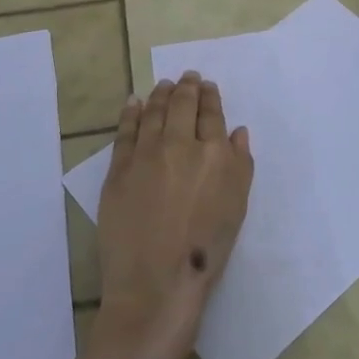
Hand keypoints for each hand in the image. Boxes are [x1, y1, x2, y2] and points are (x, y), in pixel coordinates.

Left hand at [93, 71, 253, 358]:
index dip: (209, 97)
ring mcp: (145, 154)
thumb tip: (236, 132)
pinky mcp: (118, 169)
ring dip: (159, 94)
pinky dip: (130, 112)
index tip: (207, 86)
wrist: (156, 282)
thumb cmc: (206, 250)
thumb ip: (240, 165)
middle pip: (181, 106)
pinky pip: (125, 131)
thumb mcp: (237, 207)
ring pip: (152, 112)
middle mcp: (179, 144)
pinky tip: (133, 102)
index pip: (211, 115)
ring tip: (163, 84)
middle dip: (186, 87)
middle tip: (187, 76)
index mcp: (213, 154)